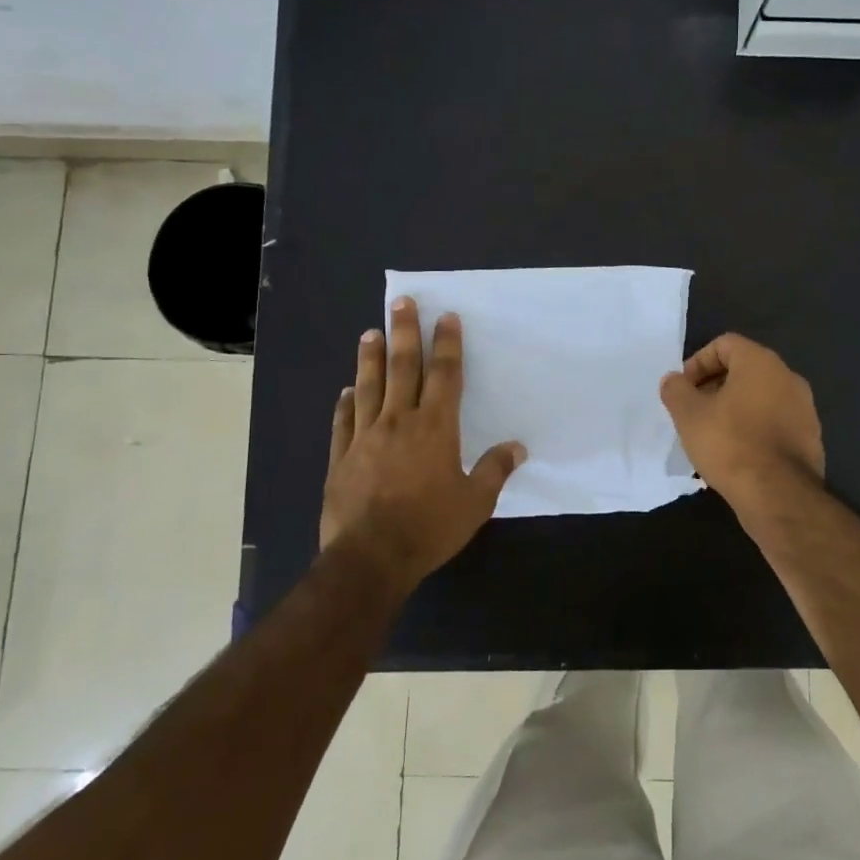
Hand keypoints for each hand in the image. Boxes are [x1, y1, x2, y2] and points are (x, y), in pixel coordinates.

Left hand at [319, 297, 525, 590]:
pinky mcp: (341, 457)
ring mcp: (365, 437)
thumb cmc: (429, 527)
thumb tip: (518, 447)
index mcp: (436, 428)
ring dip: (371, 358)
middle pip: (403, 368)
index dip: (447, 344)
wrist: (370, 557)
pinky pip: (344, 422)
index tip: (446, 317)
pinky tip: (346, 391)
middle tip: (400, 302)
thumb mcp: (475, 503)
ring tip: (371, 332)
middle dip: (404, 332)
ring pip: (370, 387)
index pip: (444, 375)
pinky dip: (346, 403)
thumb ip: (495, 470)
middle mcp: (399, 422)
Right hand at [659, 333, 824, 509]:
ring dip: (734, 409)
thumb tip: (674, 380)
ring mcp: (804, 408)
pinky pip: (774, 422)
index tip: (684, 390)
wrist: (778, 495)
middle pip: (744, 369)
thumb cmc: (729, 444)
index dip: (698, 362)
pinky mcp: (809, 437)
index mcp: (761, 362)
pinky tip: (737, 454)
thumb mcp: (688, 415)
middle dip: (714, 386)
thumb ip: (676, 390)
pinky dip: (754, 429)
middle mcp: (788, 377)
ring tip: (712, 436)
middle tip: (694, 412)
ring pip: (760, 397)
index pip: (724, 344)